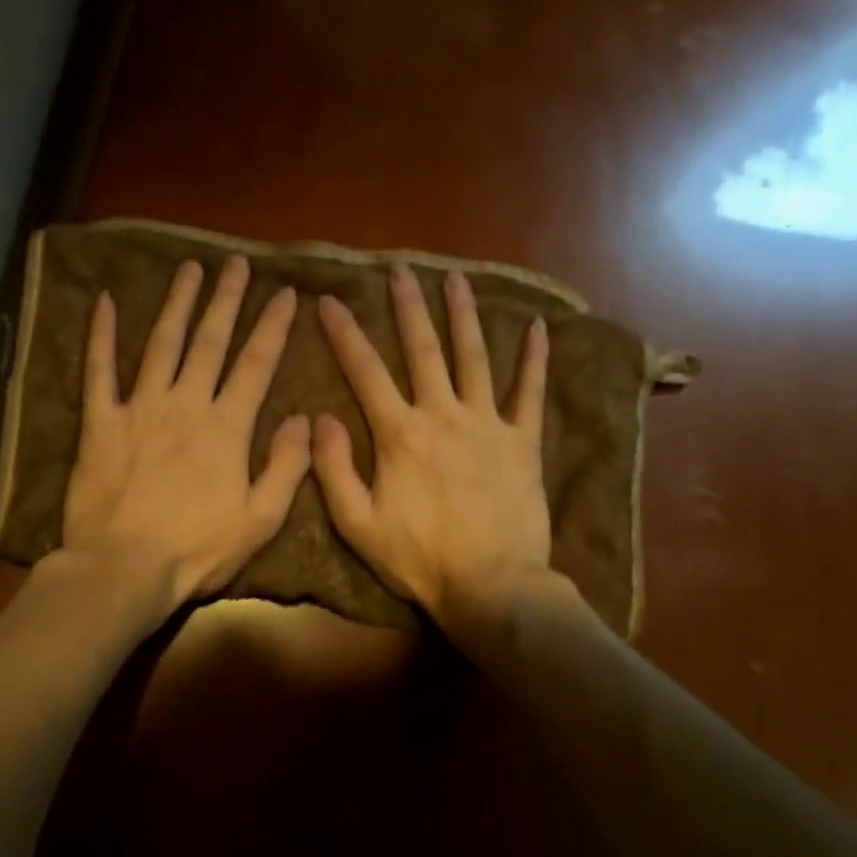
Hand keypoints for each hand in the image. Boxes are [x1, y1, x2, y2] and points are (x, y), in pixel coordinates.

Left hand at [61, 257, 310, 627]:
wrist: (122, 569)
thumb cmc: (196, 549)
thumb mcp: (261, 519)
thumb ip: (287, 465)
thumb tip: (304, 418)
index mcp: (226, 427)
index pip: (256, 365)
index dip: (273, 327)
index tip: (286, 294)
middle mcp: (185, 404)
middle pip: (210, 341)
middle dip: (227, 299)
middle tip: (237, 263)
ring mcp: (139, 408)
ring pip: (161, 344)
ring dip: (177, 304)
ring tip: (189, 269)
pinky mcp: (100, 422)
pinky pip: (98, 371)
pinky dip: (100, 336)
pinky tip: (103, 301)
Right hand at [313, 265, 551, 640]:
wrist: (492, 586)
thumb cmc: (419, 558)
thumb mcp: (357, 523)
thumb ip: (333, 468)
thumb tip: (319, 417)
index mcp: (399, 433)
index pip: (364, 371)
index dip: (344, 333)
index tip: (329, 300)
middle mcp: (442, 414)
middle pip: (422, 349)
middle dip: (408, 307)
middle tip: (400, 270)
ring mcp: (487, 423)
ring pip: (473, 357)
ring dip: (463, 315)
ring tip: (456, 279)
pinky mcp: (522, 441)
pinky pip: (529, 393)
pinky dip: (534, 359)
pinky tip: (537, 327)